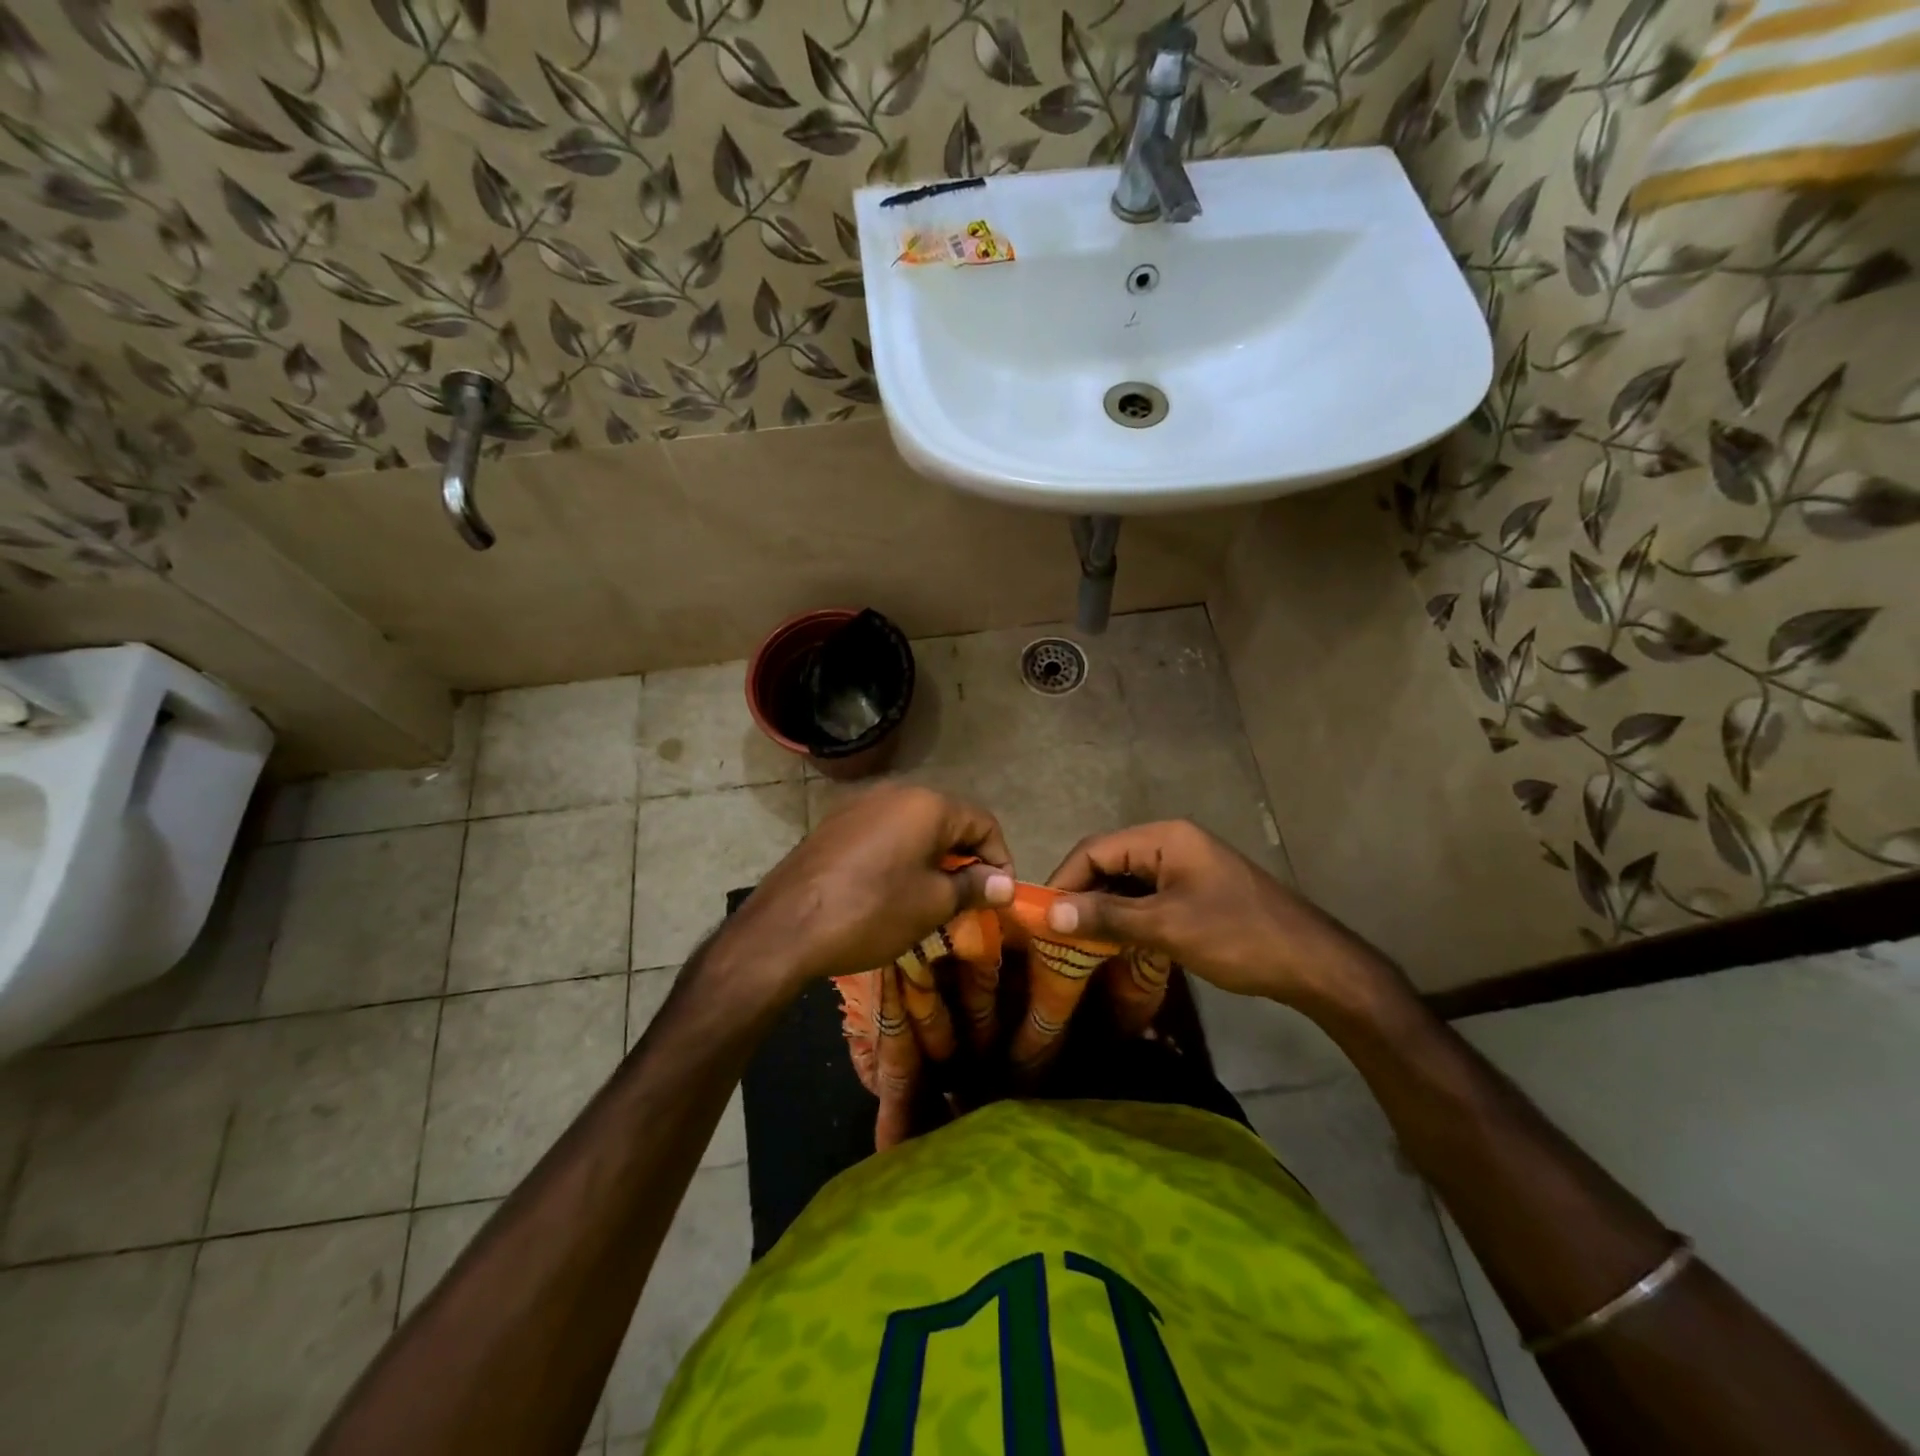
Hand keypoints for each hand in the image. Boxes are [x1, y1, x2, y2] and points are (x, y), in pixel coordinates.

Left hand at [726, 784, 1014, 985]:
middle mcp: (895, 791)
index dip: (999, 859)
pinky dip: (901, 854)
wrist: (786, 926)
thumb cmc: (872, 911)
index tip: (998, 896)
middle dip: (965, 858)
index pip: (983, 822)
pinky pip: (884, 832)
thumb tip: (1004, 884)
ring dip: (933, 856)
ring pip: (914, 826)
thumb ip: (974, 887)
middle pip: (948, 820)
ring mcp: (860, 804)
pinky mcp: (835, 822)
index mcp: (927, 804)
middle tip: (968, 899)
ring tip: (932, 897)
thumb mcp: (932, 904)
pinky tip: (892, 888)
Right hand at [1044, 820, 1401, 1014]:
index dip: (1064, 880)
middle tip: (1055, 931)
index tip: (1040, 915)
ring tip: (1078, 939)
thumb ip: (1107, 917)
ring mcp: (1186, 865)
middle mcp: (1171, 842)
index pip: (1095, 849)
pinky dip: (1126, 914)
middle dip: (1081, 894)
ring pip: (1127, 880)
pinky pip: (1147, 895)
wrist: (1312, 963)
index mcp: (1164, 838)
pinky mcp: (1195, 889)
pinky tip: (1114, 940)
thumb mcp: (1166, 927)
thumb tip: (1050, 914)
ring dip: (1102, 907)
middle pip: (1109, 861)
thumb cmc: (1237, 936)